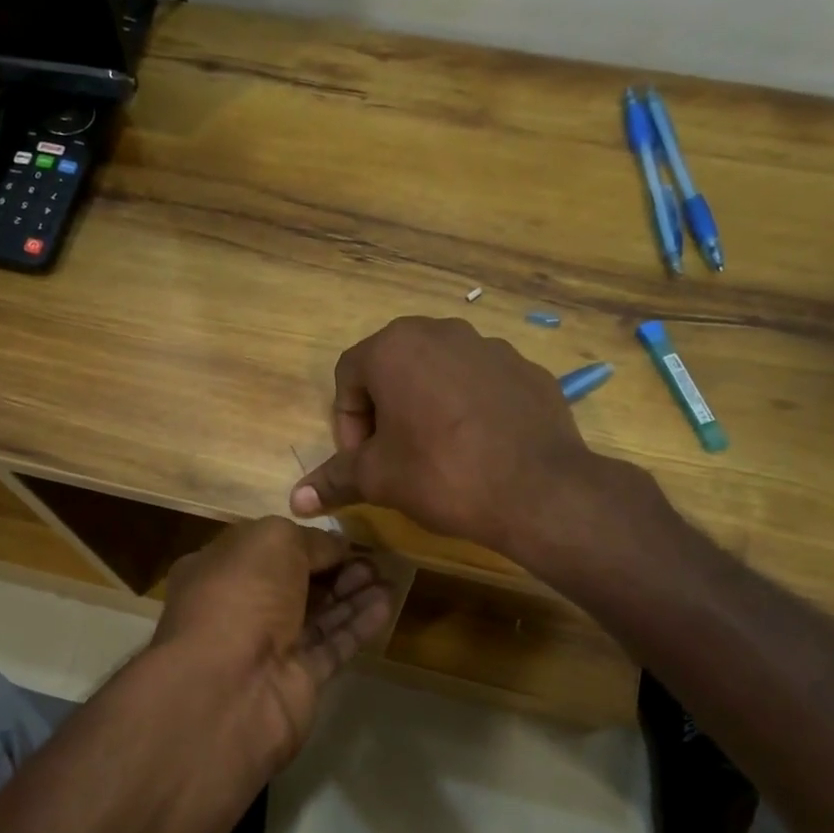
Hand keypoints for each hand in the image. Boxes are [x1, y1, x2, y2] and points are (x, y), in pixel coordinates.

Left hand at [151, 518, 392, 767]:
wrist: (228, 688)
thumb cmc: (240, 596)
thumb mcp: (273, 542)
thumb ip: (309, 540)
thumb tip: (336, 545)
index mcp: (217, 570)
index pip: (265, 551)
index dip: (304, 542)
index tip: (342, 538)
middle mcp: (239, 608)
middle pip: (294, 584)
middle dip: (333, 569)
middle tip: (372, 559)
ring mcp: (267, 648)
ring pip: (316, 615)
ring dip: (351, 595)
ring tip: (387, 577)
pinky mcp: (296, 681)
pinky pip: (331, 646)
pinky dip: (357, 625)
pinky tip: (386, 604)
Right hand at [290, 317, 605, 556]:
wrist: (538, 489)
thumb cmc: (441, 474)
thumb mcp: (378, 479)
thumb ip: (333, 480)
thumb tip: (295, 501)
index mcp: (395, 347)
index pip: (348, 377)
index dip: (346, 423)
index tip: (360, 461)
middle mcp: (441, 331)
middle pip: (393, 369)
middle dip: (384, 411)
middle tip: (392, 455)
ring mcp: (490, 346)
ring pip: (439, 373)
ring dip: (426, 406)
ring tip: (437, 453)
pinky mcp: (526, 369)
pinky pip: (481, 384)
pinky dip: (469, 409)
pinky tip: (478, 448)